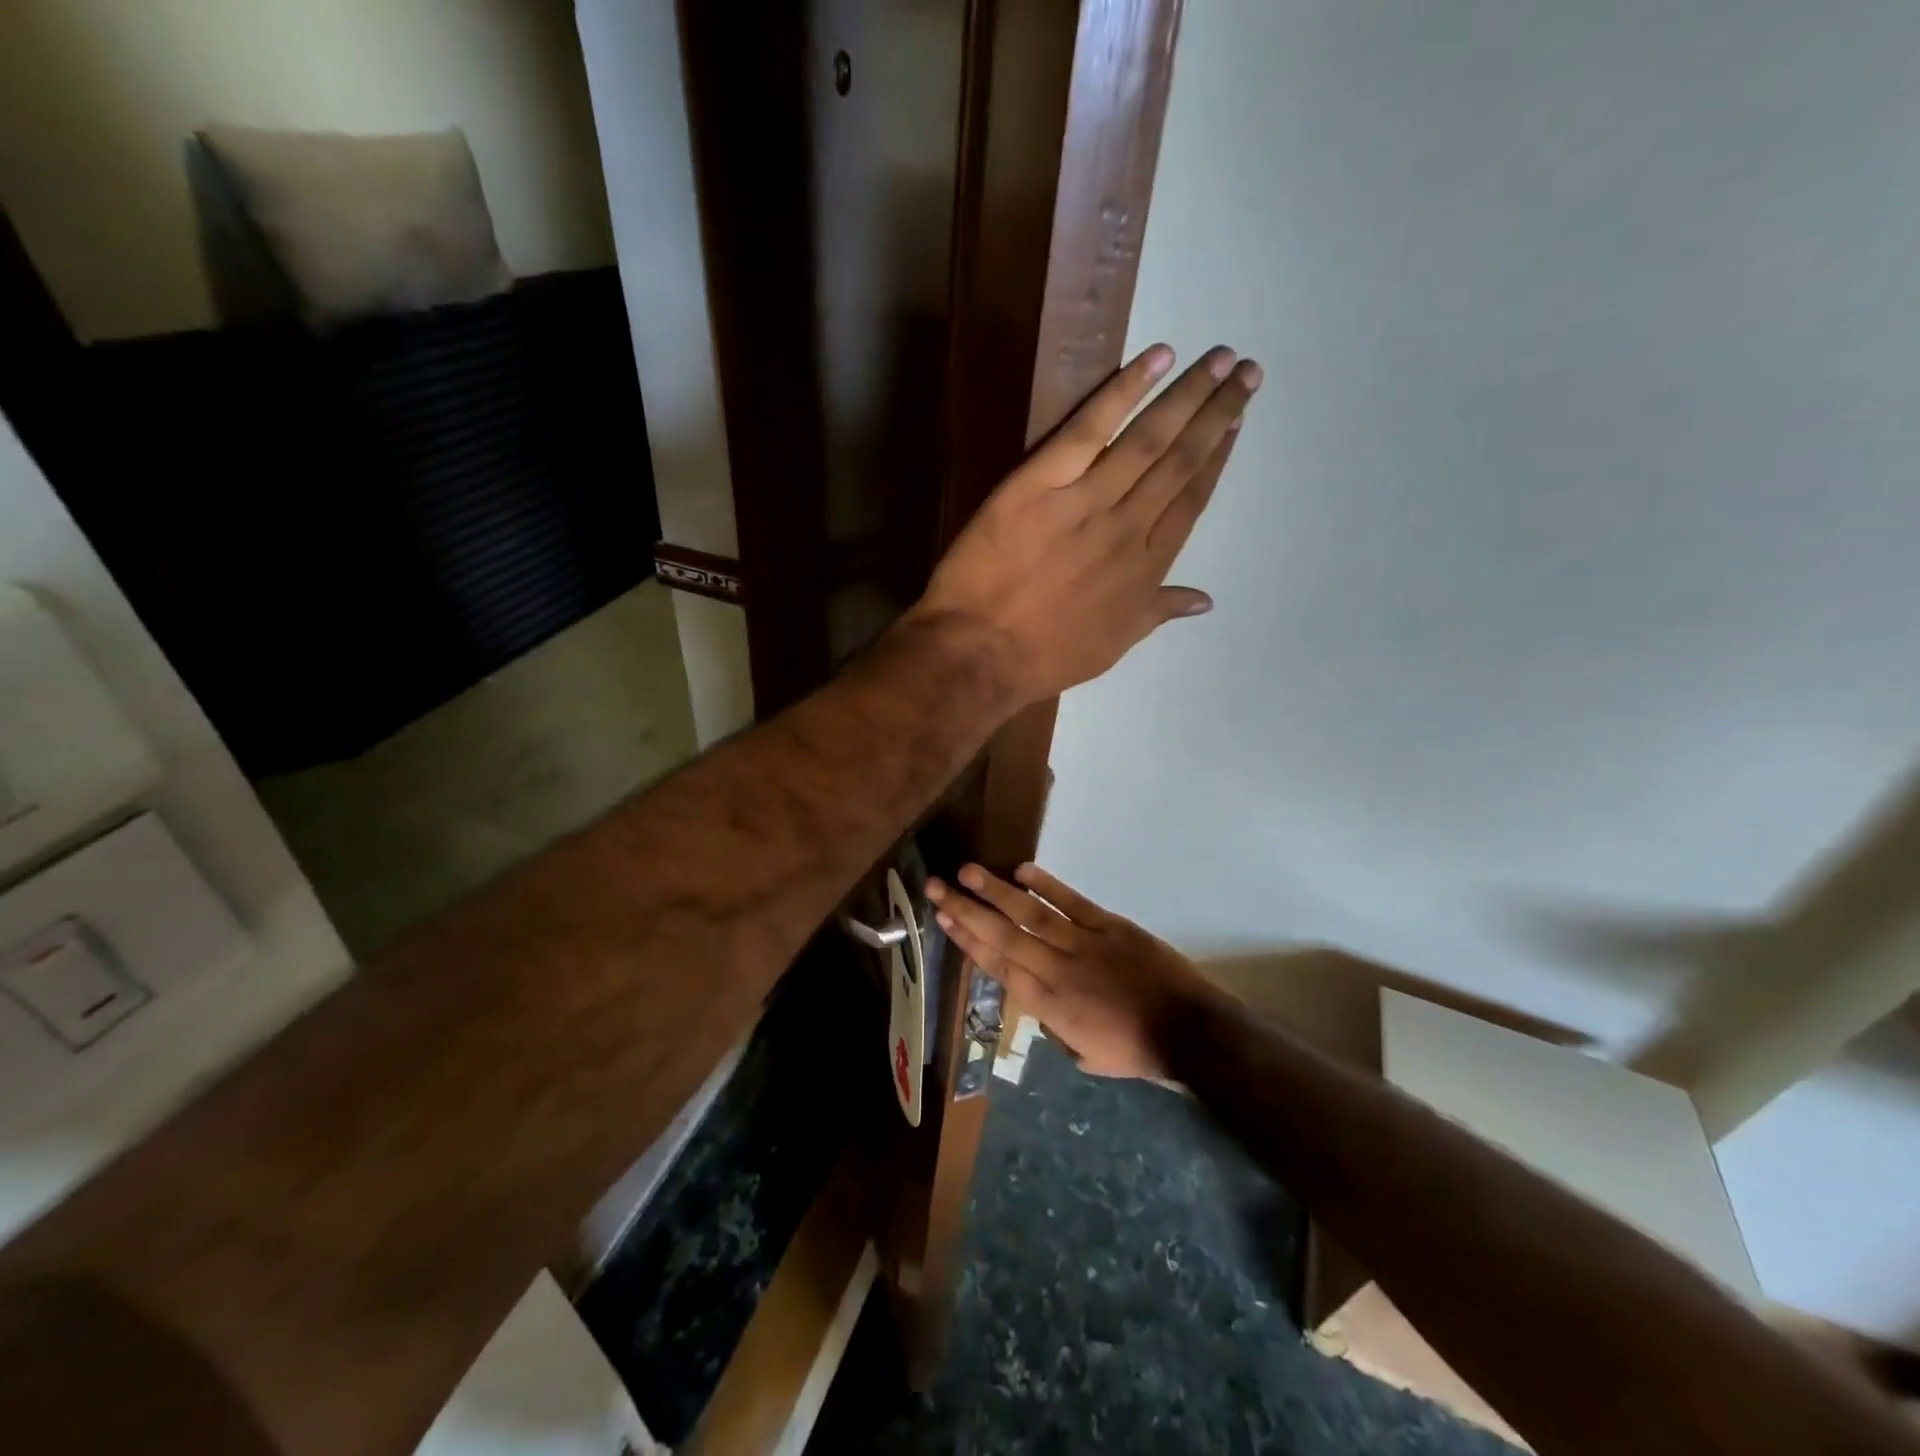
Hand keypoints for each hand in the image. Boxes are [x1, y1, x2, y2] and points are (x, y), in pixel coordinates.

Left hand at [906, 344, 1260, 705]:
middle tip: (1246, 371)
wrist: (981, 650)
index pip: (1191, 501)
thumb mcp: (1113, 646)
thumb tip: (1204, 599)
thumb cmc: (1045, 657)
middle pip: (1180, 461)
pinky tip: (1157, 359)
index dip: (1216, 459)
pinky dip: (1124, 391)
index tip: (1235, 424)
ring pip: (1148, 439)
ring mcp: (1086, 501)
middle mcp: (1128, 527)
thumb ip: (1158, 612)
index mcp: (1146, 568)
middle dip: (1216, 414)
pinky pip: (1089, 428)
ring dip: (1187, 395)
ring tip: (1218, 359)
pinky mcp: (1041, 482)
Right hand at [926, 862, 1221, 1078]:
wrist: (1190, 1032)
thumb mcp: (1086, 1055)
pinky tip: (1022, 870)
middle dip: (968, 910)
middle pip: (1003, 936)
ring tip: (969, 871)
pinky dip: (1048, 885)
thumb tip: (1042, 1003)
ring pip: (1031, 915)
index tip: (944, 919)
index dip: (968, 941)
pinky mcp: (1109, 926)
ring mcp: (1083, 945)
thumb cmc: (1137, 1050)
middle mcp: (1056, 971)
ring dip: (998, 892)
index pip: (998, 967)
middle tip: (937, 886)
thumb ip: (1057, 1027)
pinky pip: (1073, 903)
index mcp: (1048, 1006)